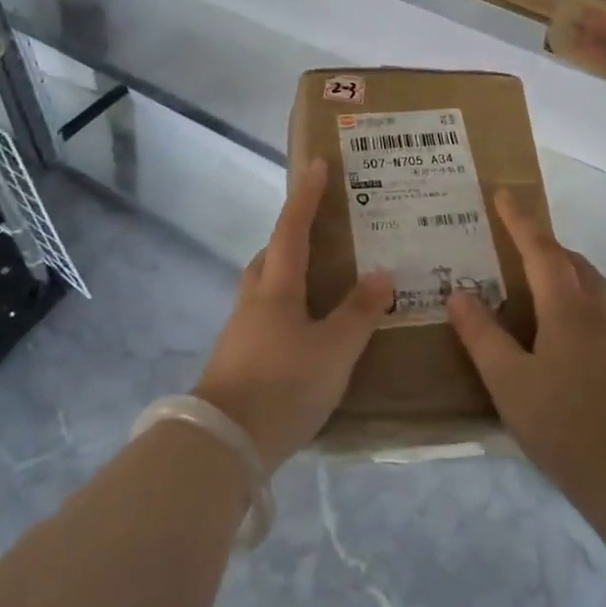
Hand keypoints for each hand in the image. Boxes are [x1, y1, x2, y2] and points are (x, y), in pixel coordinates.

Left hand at [192, 157, 393, 473]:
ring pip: (265, 287)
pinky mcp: (238, 358)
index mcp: (277, 287)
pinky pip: (265, 316)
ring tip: (320, 282)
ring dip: (287, 273)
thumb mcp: (334, 350)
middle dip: (292, 235)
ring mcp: (241, 330)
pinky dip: (286, 308)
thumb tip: (382, 274)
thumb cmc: (283, 385)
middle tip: (321, 230)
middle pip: (270, 255)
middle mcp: (254, 300)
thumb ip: (358, 313)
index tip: (316, 163)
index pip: (292, 229)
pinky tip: (305, 331)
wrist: (223, 443)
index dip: (306, 195)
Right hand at [447, 192, 605, 513]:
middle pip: (570, 261)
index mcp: (567, 306)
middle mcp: (595, 310)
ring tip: (525, 281)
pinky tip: (548, 331)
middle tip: (509, 241)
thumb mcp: (510, 381)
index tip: (503, 192)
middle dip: (541, 243)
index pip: (540, 248)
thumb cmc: (568, 424)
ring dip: (558, 270)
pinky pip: (591, 309)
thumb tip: (459, 293)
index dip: (519, 220)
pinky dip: (567, 298)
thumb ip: (482, 335)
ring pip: (585, 285)